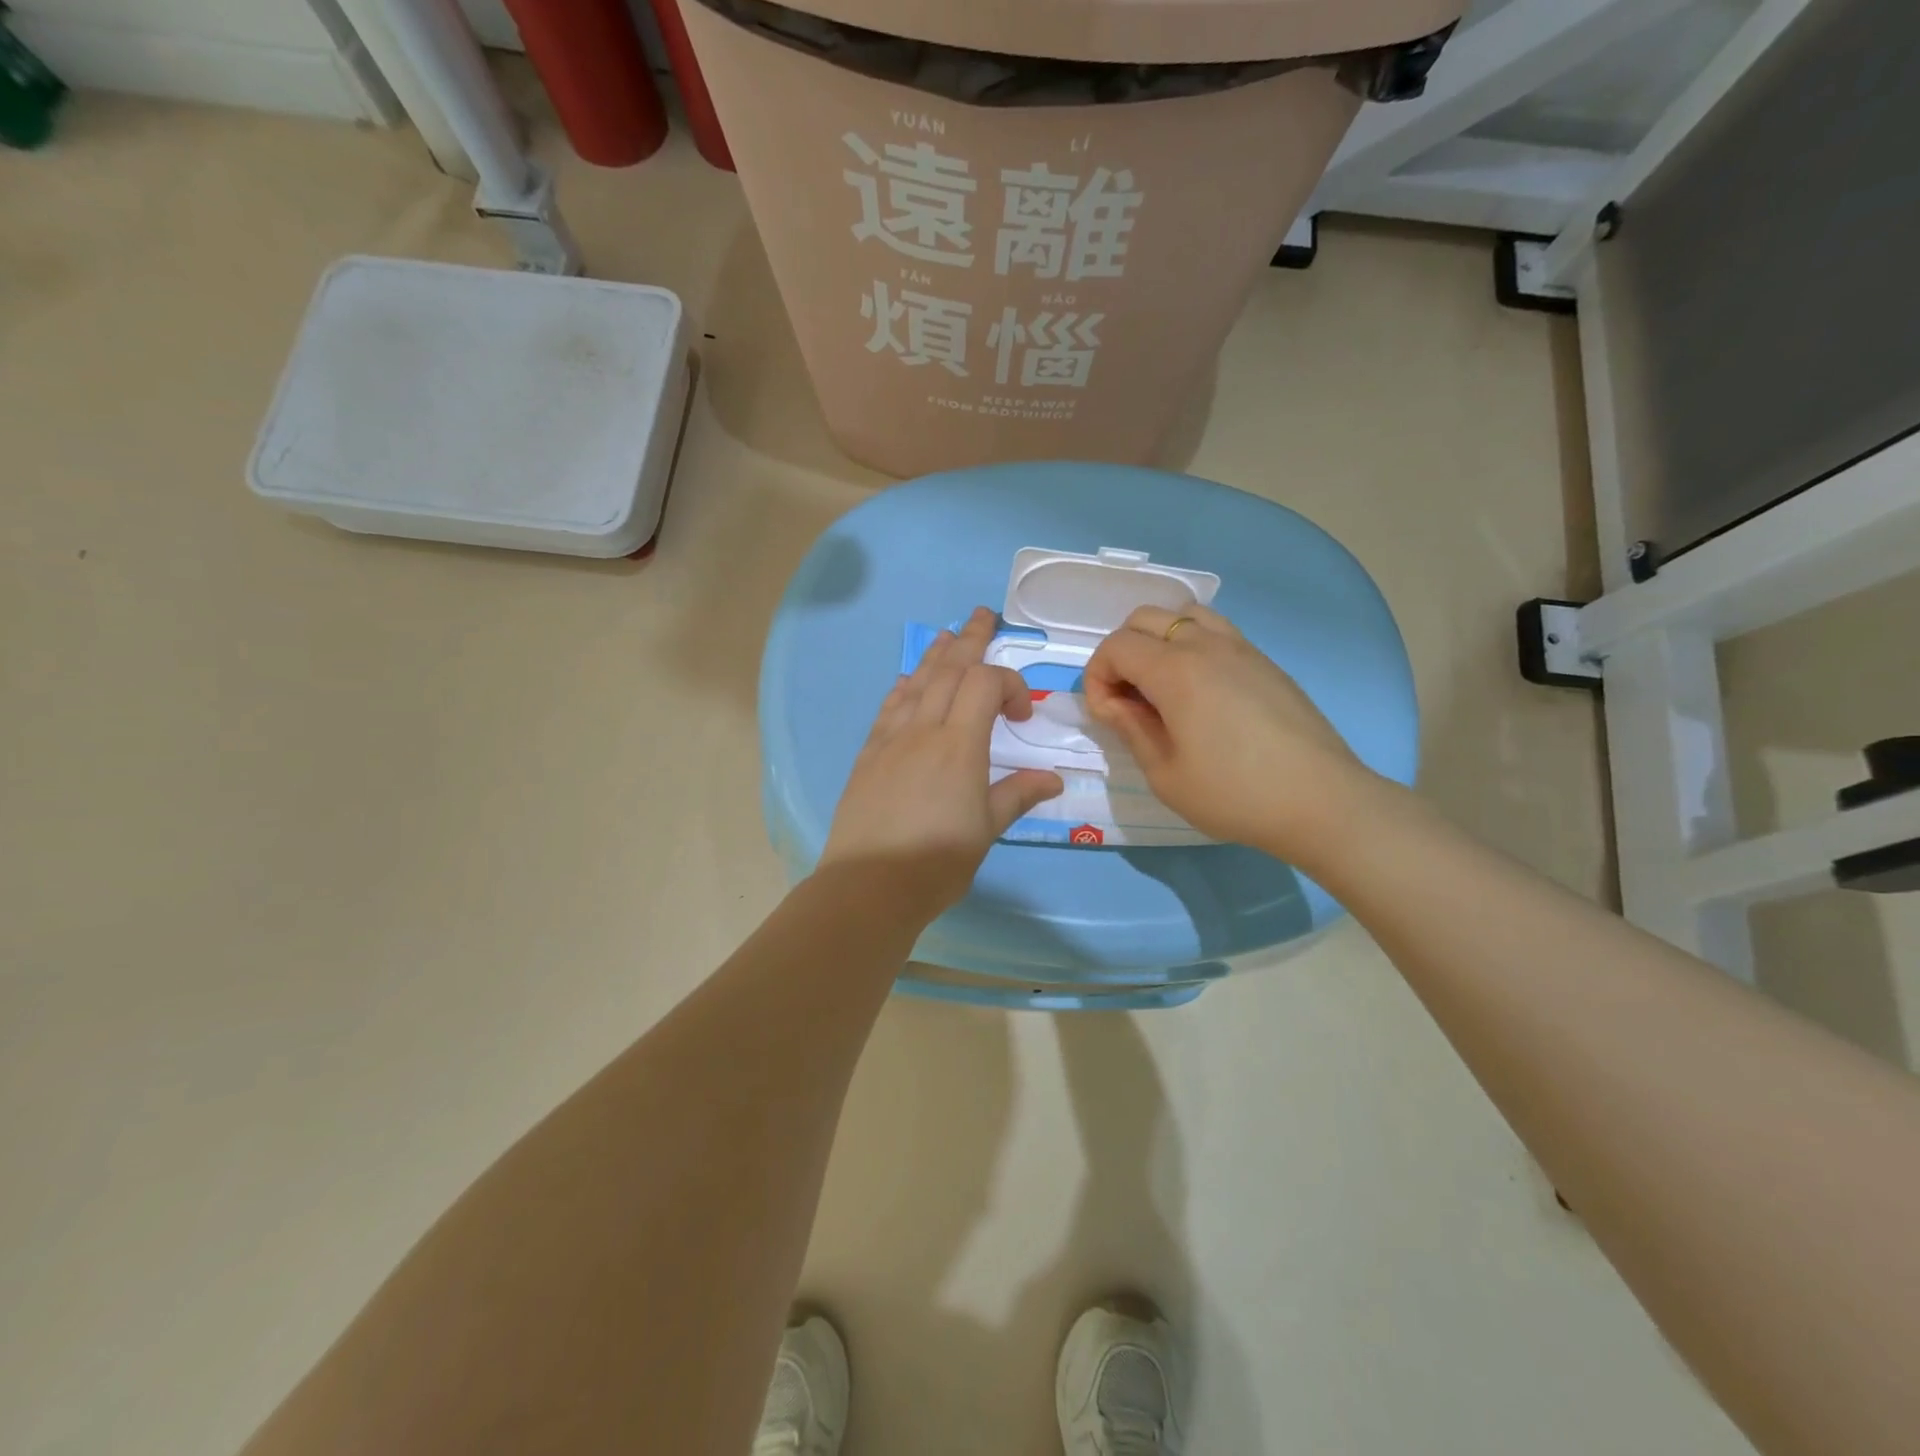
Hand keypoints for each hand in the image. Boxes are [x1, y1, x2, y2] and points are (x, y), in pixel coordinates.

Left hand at [820, 608, 1063, 919]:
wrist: (869, 884)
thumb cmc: (937, 861)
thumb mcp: (986, 829)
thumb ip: (1017, 795)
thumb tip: (1053, 778)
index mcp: (959, 745)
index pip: (984, 684)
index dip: (1009, 685)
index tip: (1023, 714)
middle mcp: (923, 729)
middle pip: (949, 670)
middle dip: (970, 640)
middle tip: (984, 615)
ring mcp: (891, 739)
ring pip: (916, 682)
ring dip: (935, 655)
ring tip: (948, 635)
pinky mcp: (869, 754)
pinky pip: (889, 708)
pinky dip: (903, 688)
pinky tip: (905, 680)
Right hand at [1082, 603, 1391, 864]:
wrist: (1321, 801)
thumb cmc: (1234, 794)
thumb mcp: (1165, 774)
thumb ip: (1131, 729)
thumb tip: (1114, 703)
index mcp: (1175, 670)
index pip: (1116, 647)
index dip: (1097, 678)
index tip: (1108, 716)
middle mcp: (1206, 645)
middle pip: (1144, 619)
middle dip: (1121, 653)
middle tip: (1128, 699)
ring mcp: (1241, 647)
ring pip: (1183, 615)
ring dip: (1158, 641)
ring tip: (1162, 686)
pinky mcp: (1264, 661)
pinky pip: (1216, 631)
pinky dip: (1192, 646)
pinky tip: (1201, 692)